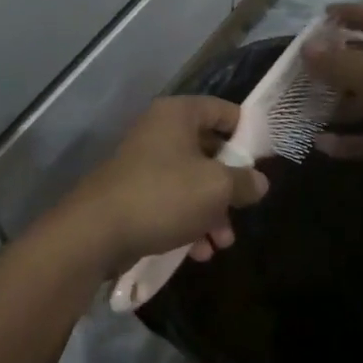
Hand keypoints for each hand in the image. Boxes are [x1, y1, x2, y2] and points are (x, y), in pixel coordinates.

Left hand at [50, 97, 268, 276]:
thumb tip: (259, 181)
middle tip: (244, 209)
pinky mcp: (134, 192)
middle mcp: (159, 131)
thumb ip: (244, 181)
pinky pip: (171, 201)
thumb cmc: (163, 196)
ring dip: (212, 212)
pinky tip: (198, 252)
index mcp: (178, 115)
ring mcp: (144, 162)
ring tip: (221, 243)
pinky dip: (188, 222)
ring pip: (191, 181)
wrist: (96, 232)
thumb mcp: (216, 187)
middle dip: (229, 186)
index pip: (223, 111)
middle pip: (209, 150)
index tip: (266, 160)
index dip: (248, 133)